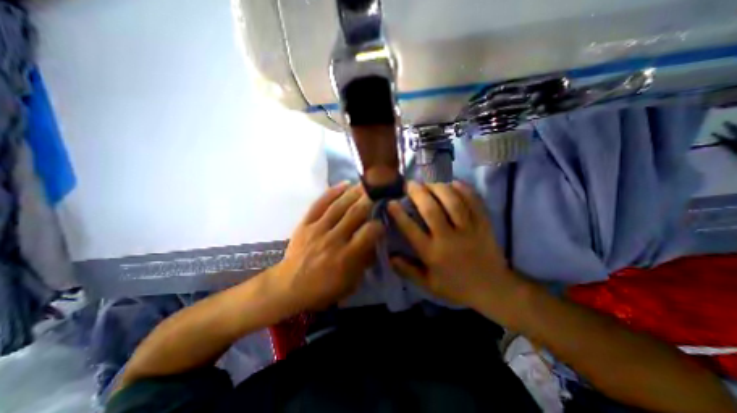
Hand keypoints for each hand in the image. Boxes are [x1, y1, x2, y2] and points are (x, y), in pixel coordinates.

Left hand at [272, 182, 386, 311]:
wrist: (289, 286)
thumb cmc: (323, 288)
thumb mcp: (351, 283)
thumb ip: (365, 262)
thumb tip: (375, 242)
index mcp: (346, 256)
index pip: (369, 233)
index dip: (379, 224)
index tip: (383, 220)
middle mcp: (334, 239)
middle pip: (355, 214)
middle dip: (369, 200)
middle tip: (378, 191)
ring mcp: (318, 229)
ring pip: (339, 206)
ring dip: (354, 193)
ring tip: (365, 184)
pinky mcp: (305, 224)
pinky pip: (319, 204)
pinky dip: (332, 192)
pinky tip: (344, 184)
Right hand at [387, 180, 519, 315]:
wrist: (493, 289)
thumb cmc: (456, 287)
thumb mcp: (428, 285)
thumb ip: (407, 270)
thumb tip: (389, 256)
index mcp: (432, 254)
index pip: (411, 230)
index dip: (399, 214)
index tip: (391, 202)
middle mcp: (449, 239)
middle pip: (431, 210)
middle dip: (418, 193)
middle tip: (410, 184)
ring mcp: (469, 229)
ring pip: (453, 202)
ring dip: (438, 187)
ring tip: (429, 182)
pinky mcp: (484, 224)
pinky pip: (474, 201)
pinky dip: (463, 189)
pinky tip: (453, 183)